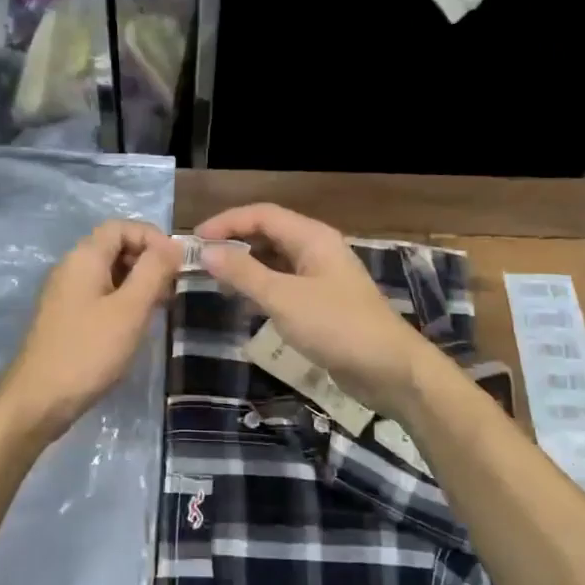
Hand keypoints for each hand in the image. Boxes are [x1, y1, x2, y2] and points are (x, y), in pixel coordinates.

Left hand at [0, 219, 181, 438]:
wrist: (38, 400)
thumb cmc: (88, 351)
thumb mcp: (129, 309)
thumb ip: (154, 271)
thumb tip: (174, 245)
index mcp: (84, 257)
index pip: (121, 226)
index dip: (153, 237)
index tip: (177, 264)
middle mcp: (71, 267)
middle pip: (115, 246)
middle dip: (148, 260)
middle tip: (173, 288)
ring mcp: (66, 293)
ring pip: (109, 272)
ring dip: (138, 282)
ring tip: (161, 307)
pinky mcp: (66, 317)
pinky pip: (100, 294)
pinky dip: (123, 300)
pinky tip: (137, 324)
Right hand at [195, 203, 438, 418]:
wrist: (389, 369)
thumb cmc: (336, 326)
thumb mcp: (283, 299)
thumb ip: (244, 273)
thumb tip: (207, 251)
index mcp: (312, 238)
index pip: (262, 215)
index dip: (227, 222)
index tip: (195, 241)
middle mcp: (317, 250)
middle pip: (269, 233)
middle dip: (235, 242)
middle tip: (202, 261)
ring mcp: (322, 277)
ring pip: (276, 260)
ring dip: (247, 266)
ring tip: (216, 280)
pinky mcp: (323, 303)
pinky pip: (285, 284)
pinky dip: (262, 287)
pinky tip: (245, 302)